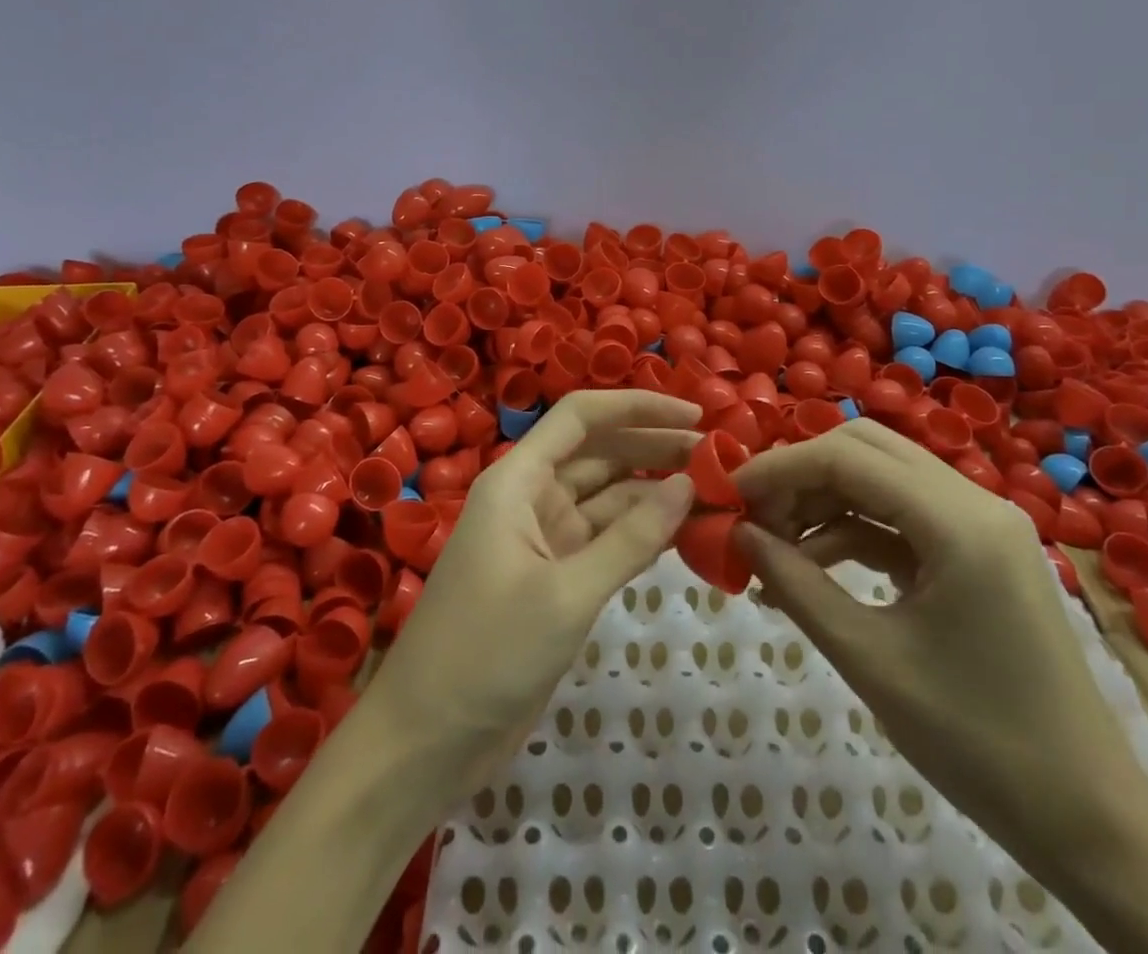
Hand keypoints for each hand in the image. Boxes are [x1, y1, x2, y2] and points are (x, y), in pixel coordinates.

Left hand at [367, 390, 699, 793]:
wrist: (427, 740)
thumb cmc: (487, 654)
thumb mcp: (566, 594)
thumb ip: (631, 538)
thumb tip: (688, 484)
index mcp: (517, 480)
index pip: (580, 417)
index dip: (636, 406)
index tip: (694, 416)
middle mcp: (530, 497)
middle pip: (599, 453)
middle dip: (654, 448)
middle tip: (720, 457)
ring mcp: (543, 539)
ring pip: (607, 498)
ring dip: (654, 492)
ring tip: (715, 491)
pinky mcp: (554, 578)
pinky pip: (605, 540)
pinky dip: (642, 534)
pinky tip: (684, 533)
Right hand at [732, 418, 1147, 852]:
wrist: (1090, 820)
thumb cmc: (978, 743)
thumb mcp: (870, 660)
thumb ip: (796, 586)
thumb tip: (738, 534)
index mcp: (959, 522)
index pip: (847, 457)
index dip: (780, 467)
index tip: (729, 493)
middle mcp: (976, 502)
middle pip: (866, 449)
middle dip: (801, 474)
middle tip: (754, 516)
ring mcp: (982, 524)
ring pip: (882, 477)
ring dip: (824, 501)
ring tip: (776, 549)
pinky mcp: (979, 551)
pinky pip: (902, 516)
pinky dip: (854, 530)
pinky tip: (815, 567)